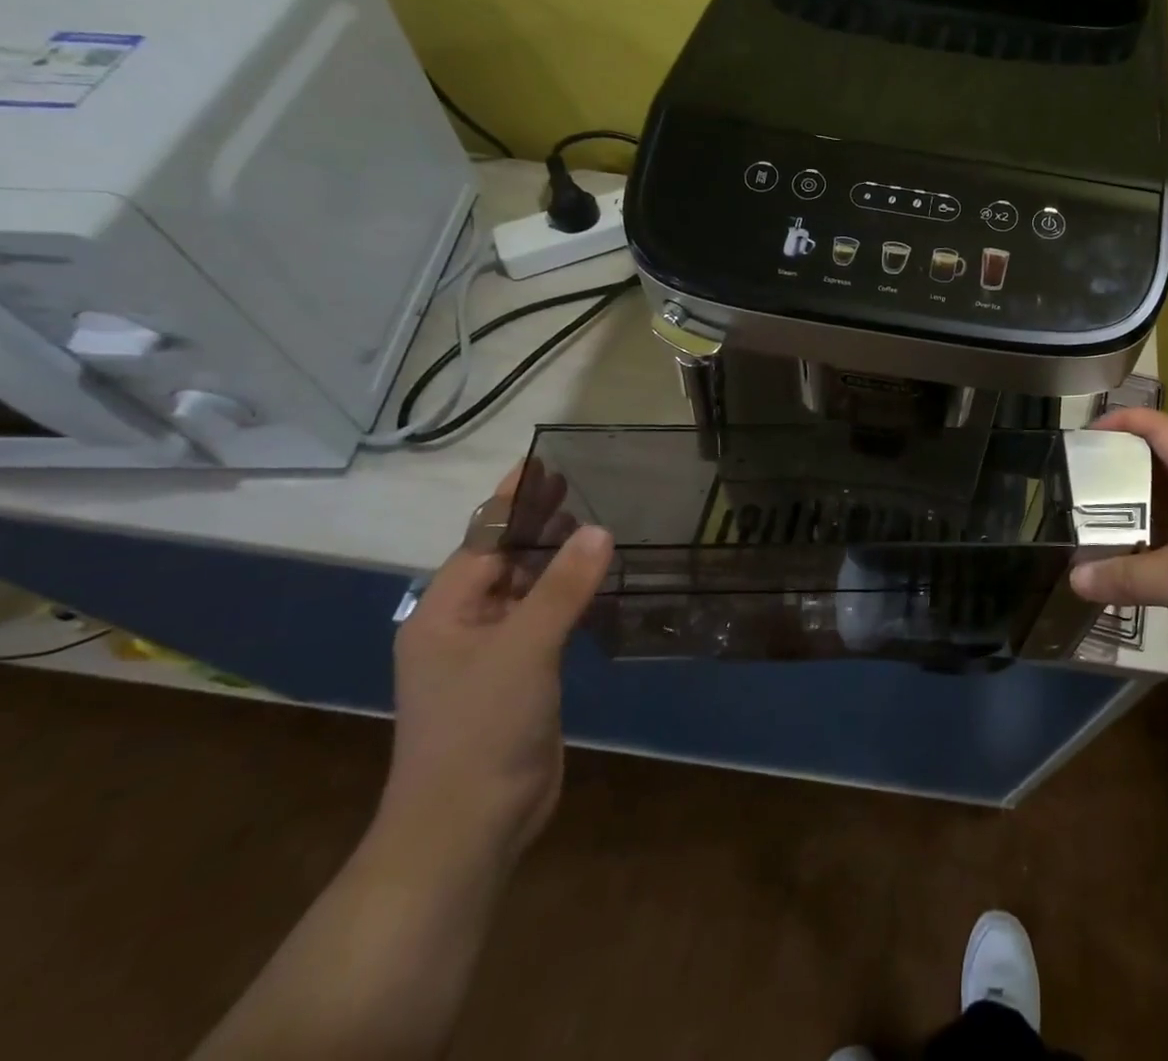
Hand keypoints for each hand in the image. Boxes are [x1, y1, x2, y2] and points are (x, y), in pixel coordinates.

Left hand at [380, 461, 612, 866]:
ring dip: (557, 560)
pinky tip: (598, 582)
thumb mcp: (523, 649)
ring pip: (528, 591)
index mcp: (445, 613)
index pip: (484, 540)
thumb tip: (599, 529)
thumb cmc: (480, 729)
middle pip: (504, 561)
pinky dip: (569, 596)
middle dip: (538, 524)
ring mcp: (491, 655)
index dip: (514, 501)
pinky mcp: (520, 678)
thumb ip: (562, 587)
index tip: (543, 462)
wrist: (468, 827)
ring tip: (597, 524)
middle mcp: (463, 627)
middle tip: (581, 484)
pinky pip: (545, 621)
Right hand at [1071, 408, 1167, 703]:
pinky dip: (1142, 547)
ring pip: (1164, 509)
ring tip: (1083, 519)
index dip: (1126, 421)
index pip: (1164, 430)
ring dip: (1128, 512)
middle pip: (1160, 466)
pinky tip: (1114, 563)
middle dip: (1118, 467)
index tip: (1085, 433)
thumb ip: (1124, 576)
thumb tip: (1074, 577)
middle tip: (1074, 480)